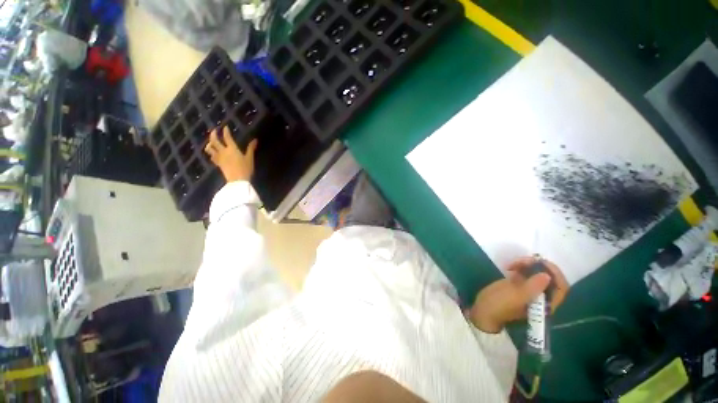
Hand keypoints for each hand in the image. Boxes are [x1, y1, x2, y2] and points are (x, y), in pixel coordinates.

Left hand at [204, 126, 257, 182]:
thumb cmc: (245, 169)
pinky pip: (212, 156)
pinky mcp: (218, 164)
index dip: (225, 131)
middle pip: (214, 141)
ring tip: (211, 142)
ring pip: (210, 148)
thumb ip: (251, 148)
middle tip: (214, 130)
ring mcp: (219, 158)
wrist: (238, 180)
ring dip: (209, 144)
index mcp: (232, 149)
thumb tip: (255, 140)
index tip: (225, 127)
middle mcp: (223, 151)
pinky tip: (213, 153)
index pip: (227, 137)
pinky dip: (211, 153)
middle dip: (213, 134)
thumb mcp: (250, 158)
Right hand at [468, 256, 568, 332]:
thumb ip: (531, 287)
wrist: (483, 309)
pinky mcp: (519, 284)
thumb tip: (547, 275)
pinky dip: (519, 265)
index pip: (561, 287)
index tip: (542, 263)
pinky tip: (509, 266)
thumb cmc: (500, 305)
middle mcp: (541, 296)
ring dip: (527, 264)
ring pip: (536, 272)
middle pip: (549, 277)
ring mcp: (529, 289)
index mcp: (546, 304)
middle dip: (538, 266)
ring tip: (512, 263)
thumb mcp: (515, 297)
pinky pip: (525, 271)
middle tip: (523, 260)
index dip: (555, 274)